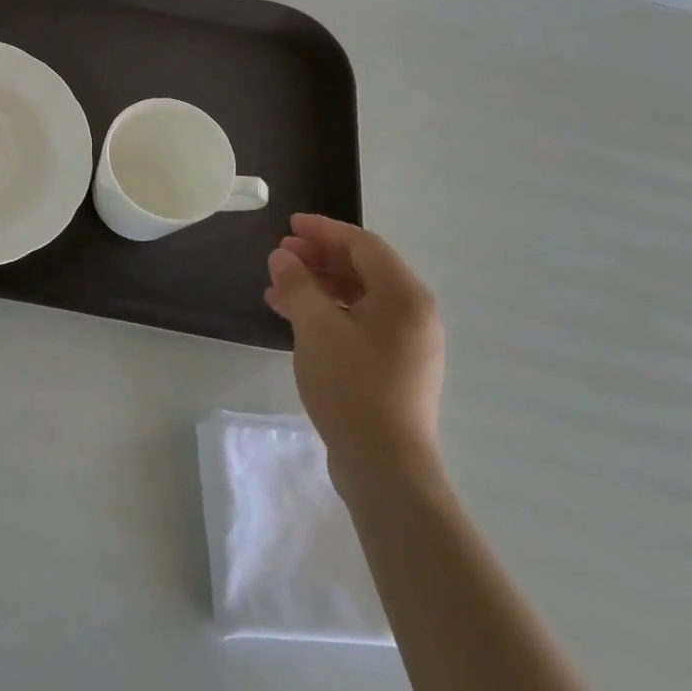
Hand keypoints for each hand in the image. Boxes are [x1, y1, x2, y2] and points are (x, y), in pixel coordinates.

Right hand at [264, 214, 444, 486]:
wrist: (385, 464)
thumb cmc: (352, 386)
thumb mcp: (316, 328)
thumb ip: (298, 285)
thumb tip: (283, 258)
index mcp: (405, 296)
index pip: (363, 245)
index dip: (324, 231)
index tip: (289, 226)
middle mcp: (413, 314)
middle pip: (363, 269)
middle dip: (319, 258)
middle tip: (279, 257)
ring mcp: (407, 343)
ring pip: (358, 297)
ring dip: (318, 286)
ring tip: (278, 288)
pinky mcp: (394, 367)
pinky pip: (359, 322)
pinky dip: (327, 312)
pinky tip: (295, 320)